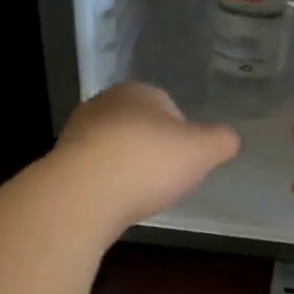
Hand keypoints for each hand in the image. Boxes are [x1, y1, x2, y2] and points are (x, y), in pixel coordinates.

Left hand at [53, 81, 240, 236]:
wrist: (84, 195)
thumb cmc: (148, 162)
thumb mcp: (203, 150)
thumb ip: (222, 141)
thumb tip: (231, 138)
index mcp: (138, 91)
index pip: (169, 106)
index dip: (183, 135)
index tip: (188, 161)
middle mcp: (104, 104)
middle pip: (140, 127)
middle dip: (154, 150)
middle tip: (167, 179)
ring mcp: (77, 133)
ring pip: (115, 148)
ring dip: (129, 168)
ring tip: (141, 195)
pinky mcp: (62, 163)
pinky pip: (96, 171)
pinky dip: (109, 184)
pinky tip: (116, 202)